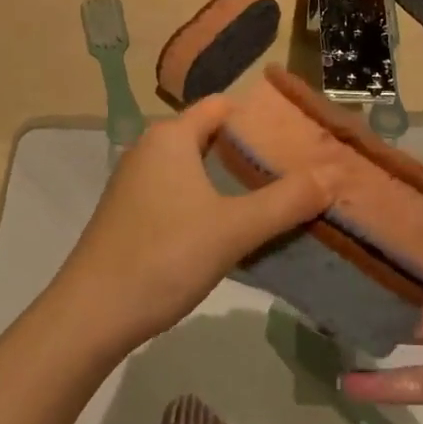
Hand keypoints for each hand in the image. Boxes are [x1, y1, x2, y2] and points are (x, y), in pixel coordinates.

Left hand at [51, 96, 331, 353]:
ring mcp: (138, 183)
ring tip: (279, 199)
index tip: (301, 138)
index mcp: (171, 136)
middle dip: (254, 152)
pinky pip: (182, 193)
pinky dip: (211, 202)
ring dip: (234, 181)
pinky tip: (235, 229)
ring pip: (198, 168)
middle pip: (213, 136)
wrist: (89, 318)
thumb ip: (286, 201)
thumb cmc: (163, 257)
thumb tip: (333, 176)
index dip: (262, 117)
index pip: (223, 105)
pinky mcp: (132, 214)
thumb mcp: (233, 229)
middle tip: (299, 171)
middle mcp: (152, 149)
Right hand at [342, 146, 422, 423]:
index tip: (348, 189)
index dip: (398, 204)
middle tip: (318, 247)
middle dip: (375, 258)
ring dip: (372, 316)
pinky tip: (343, 381)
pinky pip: (418, 380)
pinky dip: (385, 384)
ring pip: (408, 321)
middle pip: (415, 268)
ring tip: (320, 309)